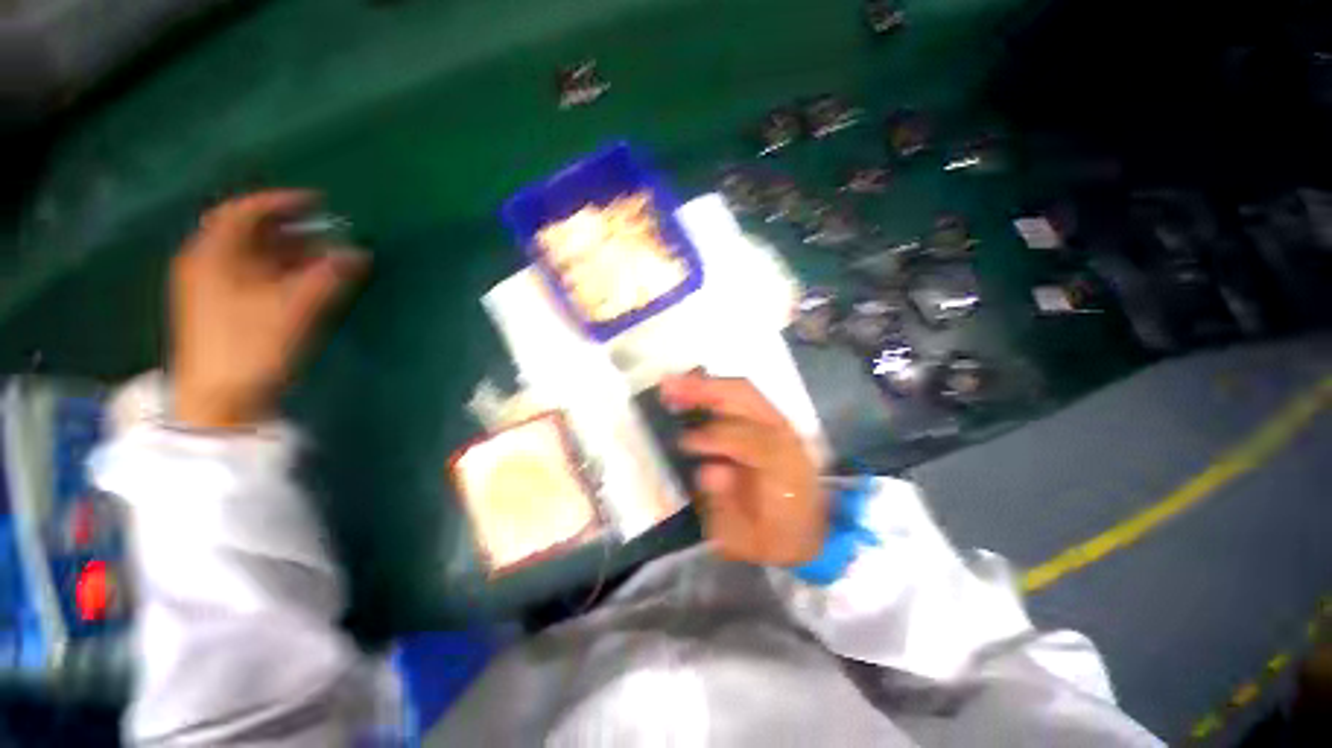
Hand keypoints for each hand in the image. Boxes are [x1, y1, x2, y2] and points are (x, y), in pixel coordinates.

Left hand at [171, 191, 367, 429]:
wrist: (219, 400)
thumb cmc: (251, 347)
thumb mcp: (294, 308)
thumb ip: (328, 276)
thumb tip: (357, 254)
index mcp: (213, 256)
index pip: (244, 212)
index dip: (280, 202)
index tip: (317, 202)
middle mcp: (206, 265)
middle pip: (248, 234)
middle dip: (290, 230)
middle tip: (328, 234)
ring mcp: (210, 289)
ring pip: (251, 257)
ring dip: (288, 253)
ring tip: (324, 258)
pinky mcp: (219, 311)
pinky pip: (251, 277)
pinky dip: (279, 273)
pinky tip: (304, 282)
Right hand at [659, 373, 826, 565]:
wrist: (809, 533)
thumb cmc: (773, 538)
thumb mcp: (745, 538)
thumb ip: (727, 507)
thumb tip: (710, 471)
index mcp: (784, 470)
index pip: (751, 440)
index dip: (715, 438)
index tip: (683, 443)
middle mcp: (786, 437)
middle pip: (747, 399)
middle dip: (704, 390)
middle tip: (667, 388)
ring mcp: (781, 425)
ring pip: (743, 391)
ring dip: (705, 385)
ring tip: (672, 384)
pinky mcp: (772, 422)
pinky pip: (741, 396)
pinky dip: (714, 391)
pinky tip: (691, 391)